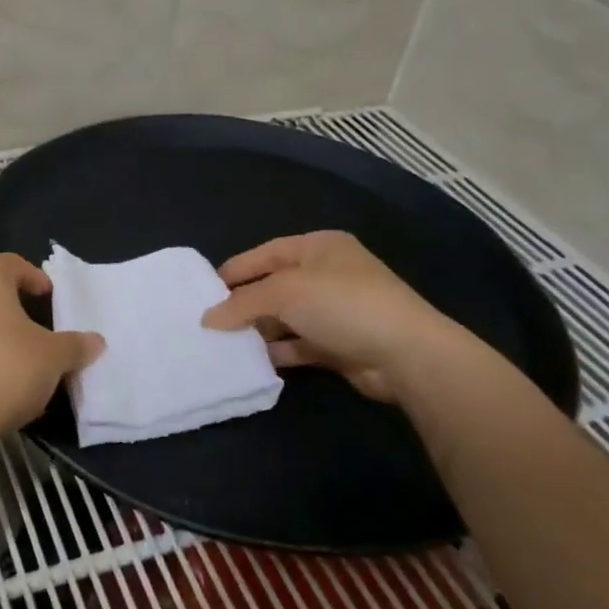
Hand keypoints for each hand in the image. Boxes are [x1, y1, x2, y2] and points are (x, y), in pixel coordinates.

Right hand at [201, 231, 460, 399]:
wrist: (405, 354)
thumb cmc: (342, 304)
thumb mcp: (285, 293)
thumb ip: (243, 303)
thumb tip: (208, 319)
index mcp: (317, 247)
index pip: (265, 254)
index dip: (235, 271)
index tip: (203, 291)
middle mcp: (326, 274)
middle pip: (274, 286)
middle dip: (244, 303)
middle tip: (209, 321)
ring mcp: (335, 311)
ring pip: (285, 317)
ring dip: (258, 329)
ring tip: (223, 343)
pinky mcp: (339, 344)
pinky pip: (298, 344)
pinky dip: (277, 350)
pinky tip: (252, 361)